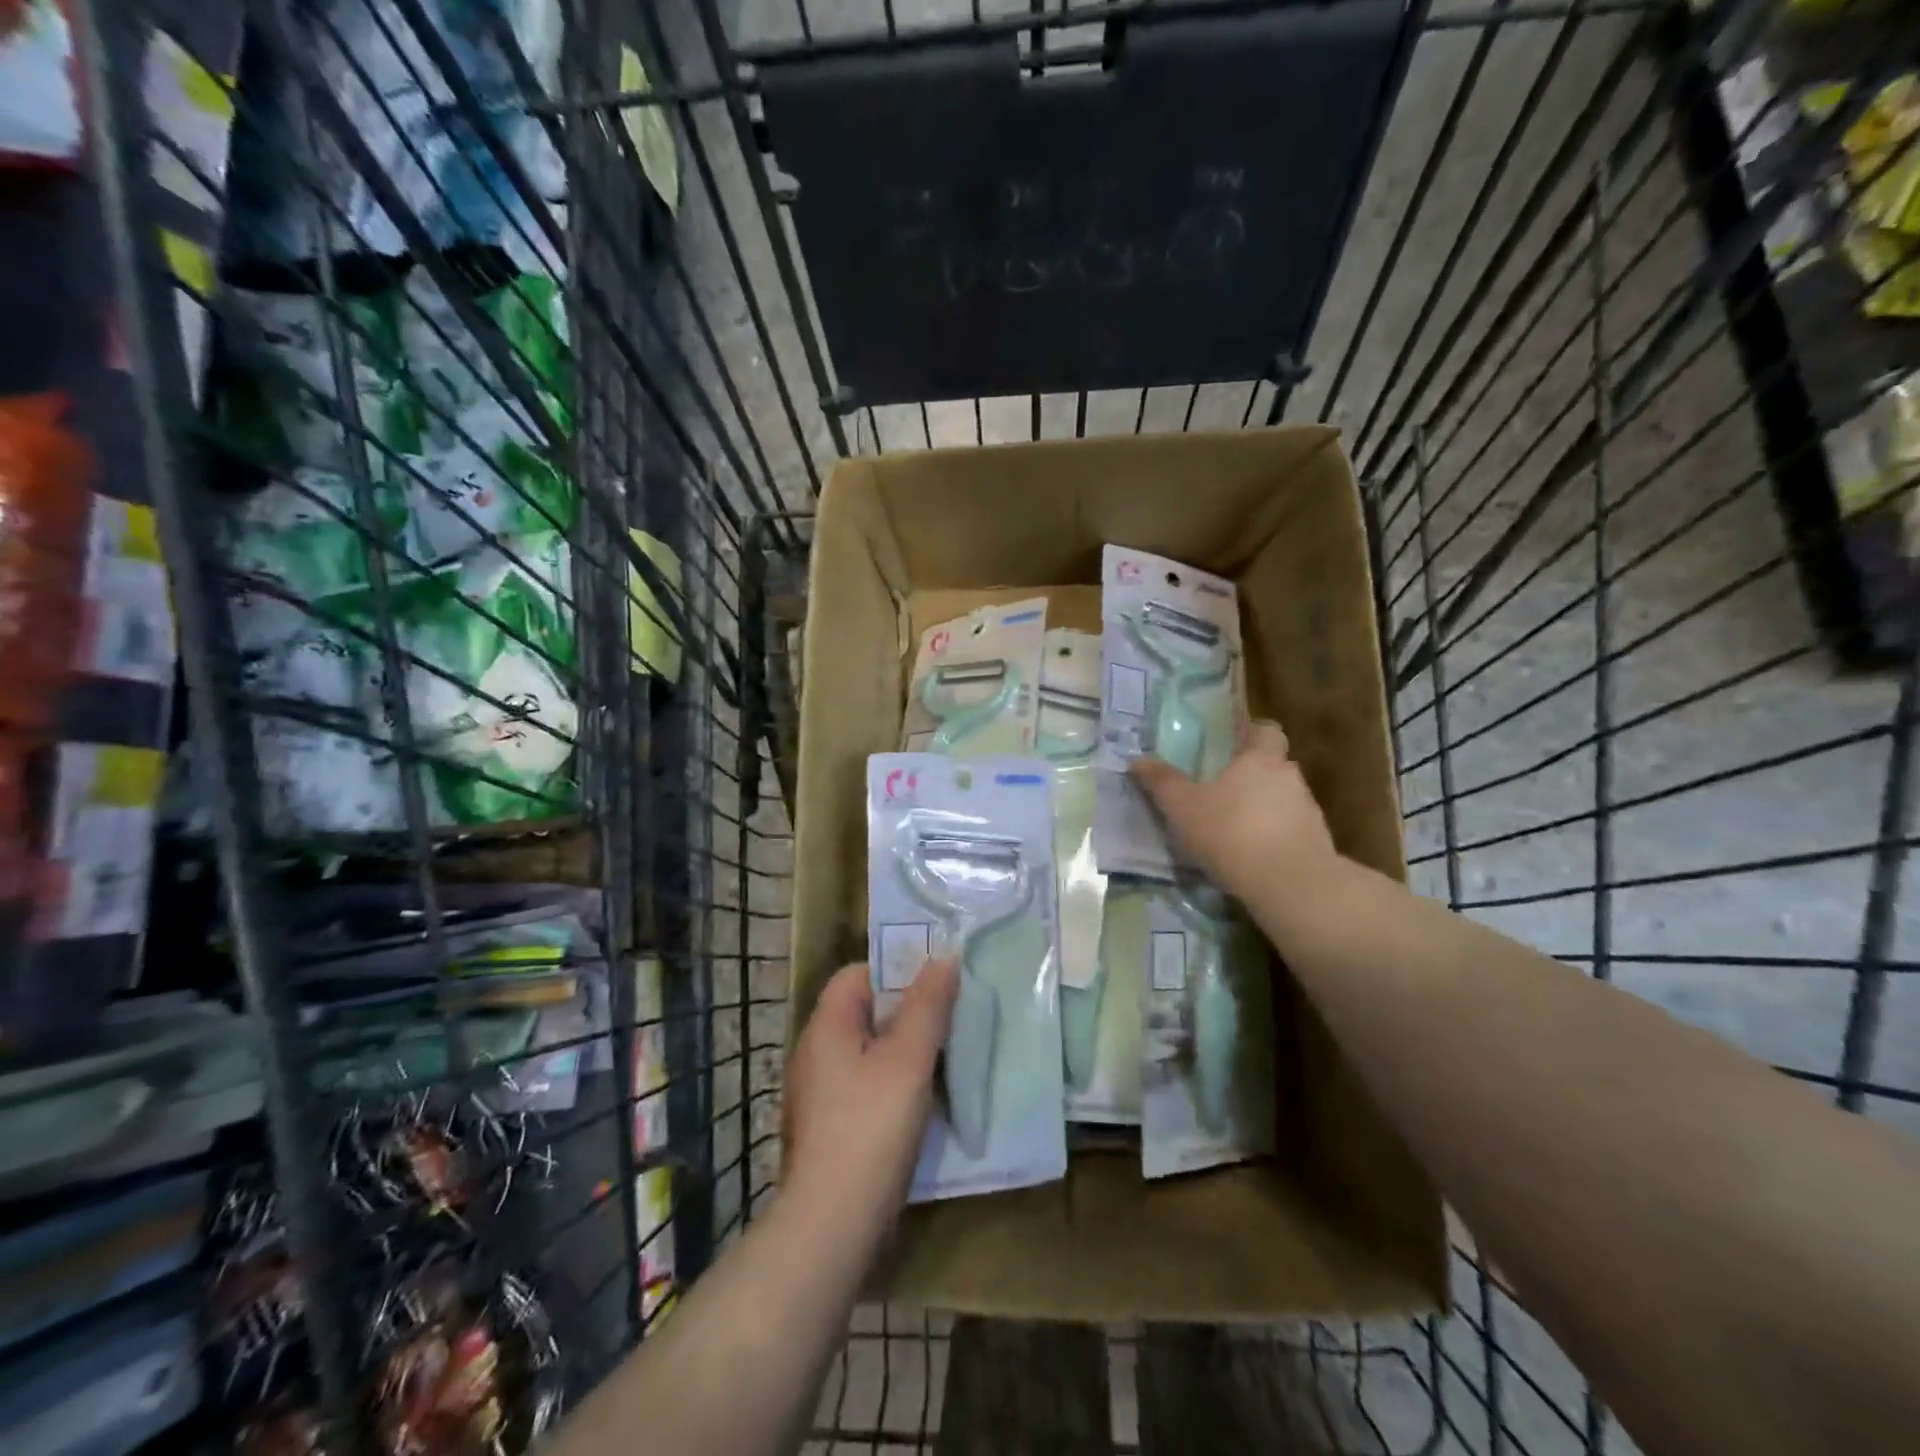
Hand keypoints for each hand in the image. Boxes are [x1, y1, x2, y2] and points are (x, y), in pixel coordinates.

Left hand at [782, 959, 957, 1240]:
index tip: (935, 986)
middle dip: (907, 1013)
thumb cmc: (871, 1128)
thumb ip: (928, 1005)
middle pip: (864, 1013)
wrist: (831, 1226)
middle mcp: (814, 1053)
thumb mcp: (909, 1059)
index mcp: (826, 1026)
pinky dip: (891, 1087)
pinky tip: (920, 1105)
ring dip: (903, 1053)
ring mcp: (818, 1095)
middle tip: (949, 1022)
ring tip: (943, 1061)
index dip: (895, 972)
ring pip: (867, 1054)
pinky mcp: (827, 1129)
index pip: (857, 975)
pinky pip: (864, 1088)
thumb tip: (944, 956)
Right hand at [1130, 719, 1339, 904]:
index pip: (1265, 731)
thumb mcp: (1183, 808)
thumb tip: (1136, 760)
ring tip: (1233, 833)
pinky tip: (1251, 859)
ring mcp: (1308, 811)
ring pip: (1282, 801)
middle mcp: (1289, 777)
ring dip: (1262, 811)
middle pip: (1272, 767)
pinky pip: (1290, 832)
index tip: (1230, 749)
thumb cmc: (1231, 832)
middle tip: (1220, 794)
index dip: (1250, 735)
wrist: (1291, 884)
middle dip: (1250, 778)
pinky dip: (1273, 839)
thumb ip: (1162, 783)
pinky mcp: (1317, 844)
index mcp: (1260, 758)